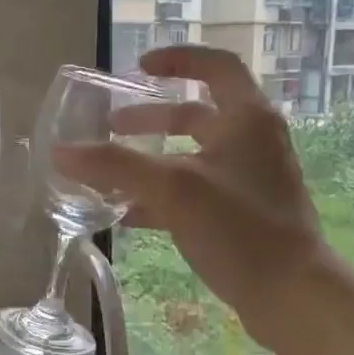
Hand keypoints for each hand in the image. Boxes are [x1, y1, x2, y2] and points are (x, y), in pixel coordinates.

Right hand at [55, 46, 334, 347]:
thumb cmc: (240, 229)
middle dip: (150, 119)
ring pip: (192, 157)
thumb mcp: (173, 190)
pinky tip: (129, 216)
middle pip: (196, 114)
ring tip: (110, 175)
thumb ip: (115, 166)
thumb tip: (61, 152)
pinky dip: (163, 197)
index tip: (137, 70)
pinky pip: (196, 192)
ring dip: (152, 161)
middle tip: (111, 127)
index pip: (215, 65)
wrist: (292, 295)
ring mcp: (250, 179)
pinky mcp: (244, 214)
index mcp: (246, 118)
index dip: (176, 59)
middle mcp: (253, 141)